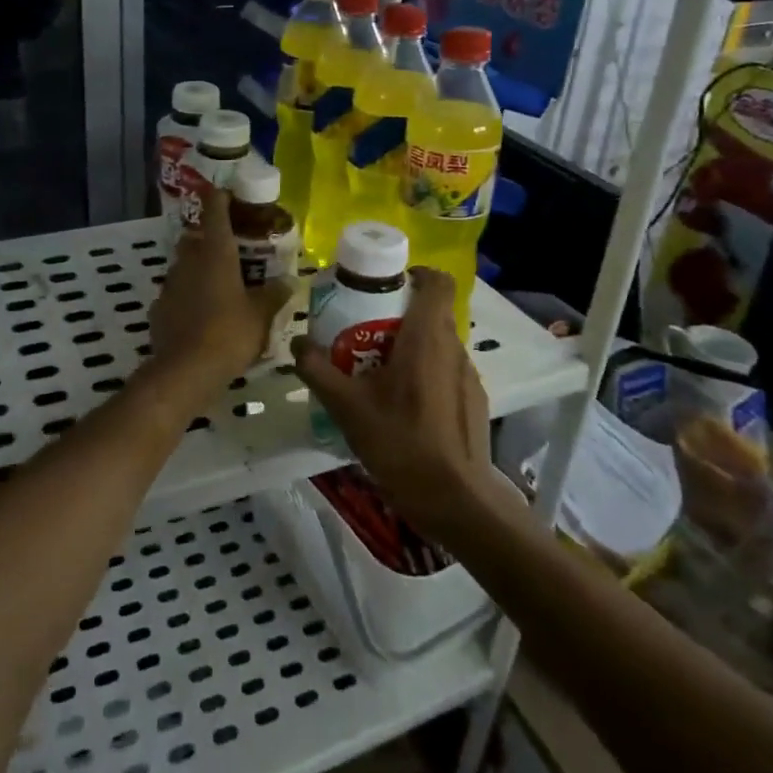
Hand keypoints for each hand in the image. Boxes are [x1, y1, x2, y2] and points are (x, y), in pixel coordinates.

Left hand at [147, 189, 293, 402]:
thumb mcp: (261, 315)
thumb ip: (274, 294)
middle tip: (231, 249)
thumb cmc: (230, 333)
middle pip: (195, 238)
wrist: (186, 370)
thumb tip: (289, 280)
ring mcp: (169, 285)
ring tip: (219, 284)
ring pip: (183, 266)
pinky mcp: (158, 309)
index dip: (220, 198)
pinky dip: (187, 297)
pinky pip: (175, 294)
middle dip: (209, 239)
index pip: (215, 212)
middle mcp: (189, 262)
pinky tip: (200, 313)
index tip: (228, 193)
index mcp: (216, 254)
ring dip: (198, 269)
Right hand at [291, 268, 491, 536]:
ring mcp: (468, 376)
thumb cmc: (401, 442)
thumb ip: (318, 369)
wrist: (454, 499)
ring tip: (378, 370)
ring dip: (411, 344)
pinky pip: (446, 370)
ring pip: (439, 343)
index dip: (415, 273)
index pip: (437, 281)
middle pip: (432, 311)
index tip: (385, 284)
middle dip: (399, 312)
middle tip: (364, 330)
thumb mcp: (347, 407)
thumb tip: (297, 342)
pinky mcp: (474, 401)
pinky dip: (425, 372)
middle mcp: (453, 348)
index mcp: (427, 337)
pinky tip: (402, 404)